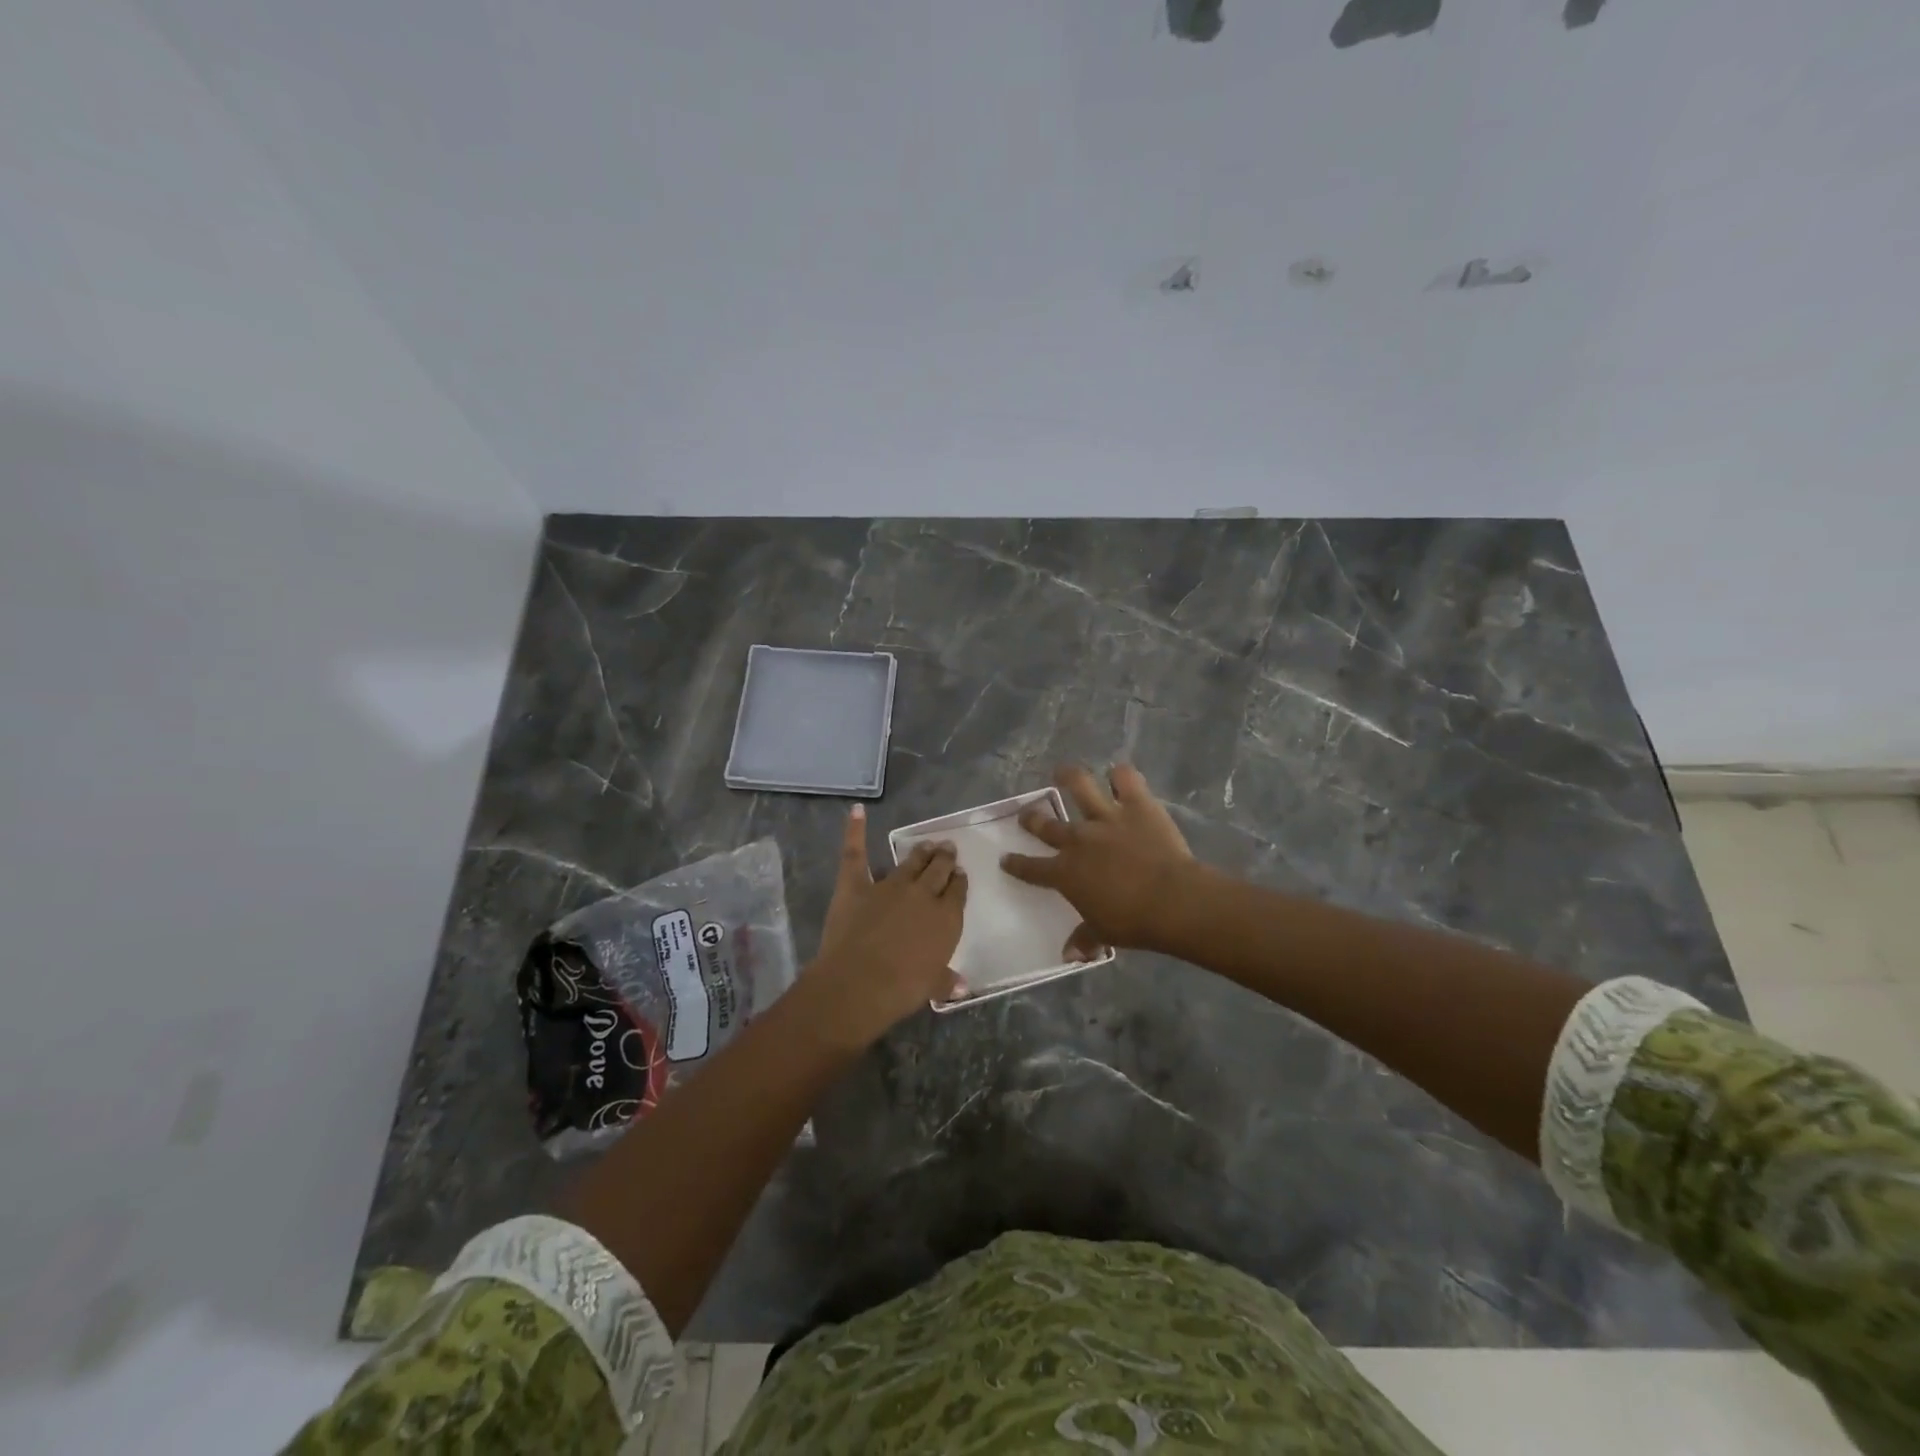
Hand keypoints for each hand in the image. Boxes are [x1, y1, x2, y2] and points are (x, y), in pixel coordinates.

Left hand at [805, 805, 967, 1049]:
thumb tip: (964, 987)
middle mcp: (922, 895)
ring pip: (910, 861)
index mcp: (946, 918)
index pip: (957, 892)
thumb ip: (947, 981)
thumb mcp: (932, 987)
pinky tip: (856, 811)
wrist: (860, 982)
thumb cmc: (902, 989)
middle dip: (944, 858)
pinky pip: (855, 853)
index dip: (959, 882)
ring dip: (920, 852)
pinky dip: (855, 830)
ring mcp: (889, 885)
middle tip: (947, 848)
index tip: (960, 874)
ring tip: (927, 843)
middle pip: (938, 870)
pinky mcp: (856, 885)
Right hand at [1001, 764, 1197, 955]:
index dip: (1016, 864)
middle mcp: (1078, 840)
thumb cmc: (1133, 922)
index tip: (1005, 858)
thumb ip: (1084, 939)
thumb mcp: (1103, 933)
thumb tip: (1069, 956)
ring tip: (1062, 772)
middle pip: (1046, 825)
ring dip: (1069, 777)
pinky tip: (1120, 773)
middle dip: (1032, 819)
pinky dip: (1122, 775)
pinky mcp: (1136, 805)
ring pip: (1079, 787)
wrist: (1171, 900)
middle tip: (1026, 814)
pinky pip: (1126, 780)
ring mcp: (1106, 818)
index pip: (1031, 868)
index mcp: (1065, 873)